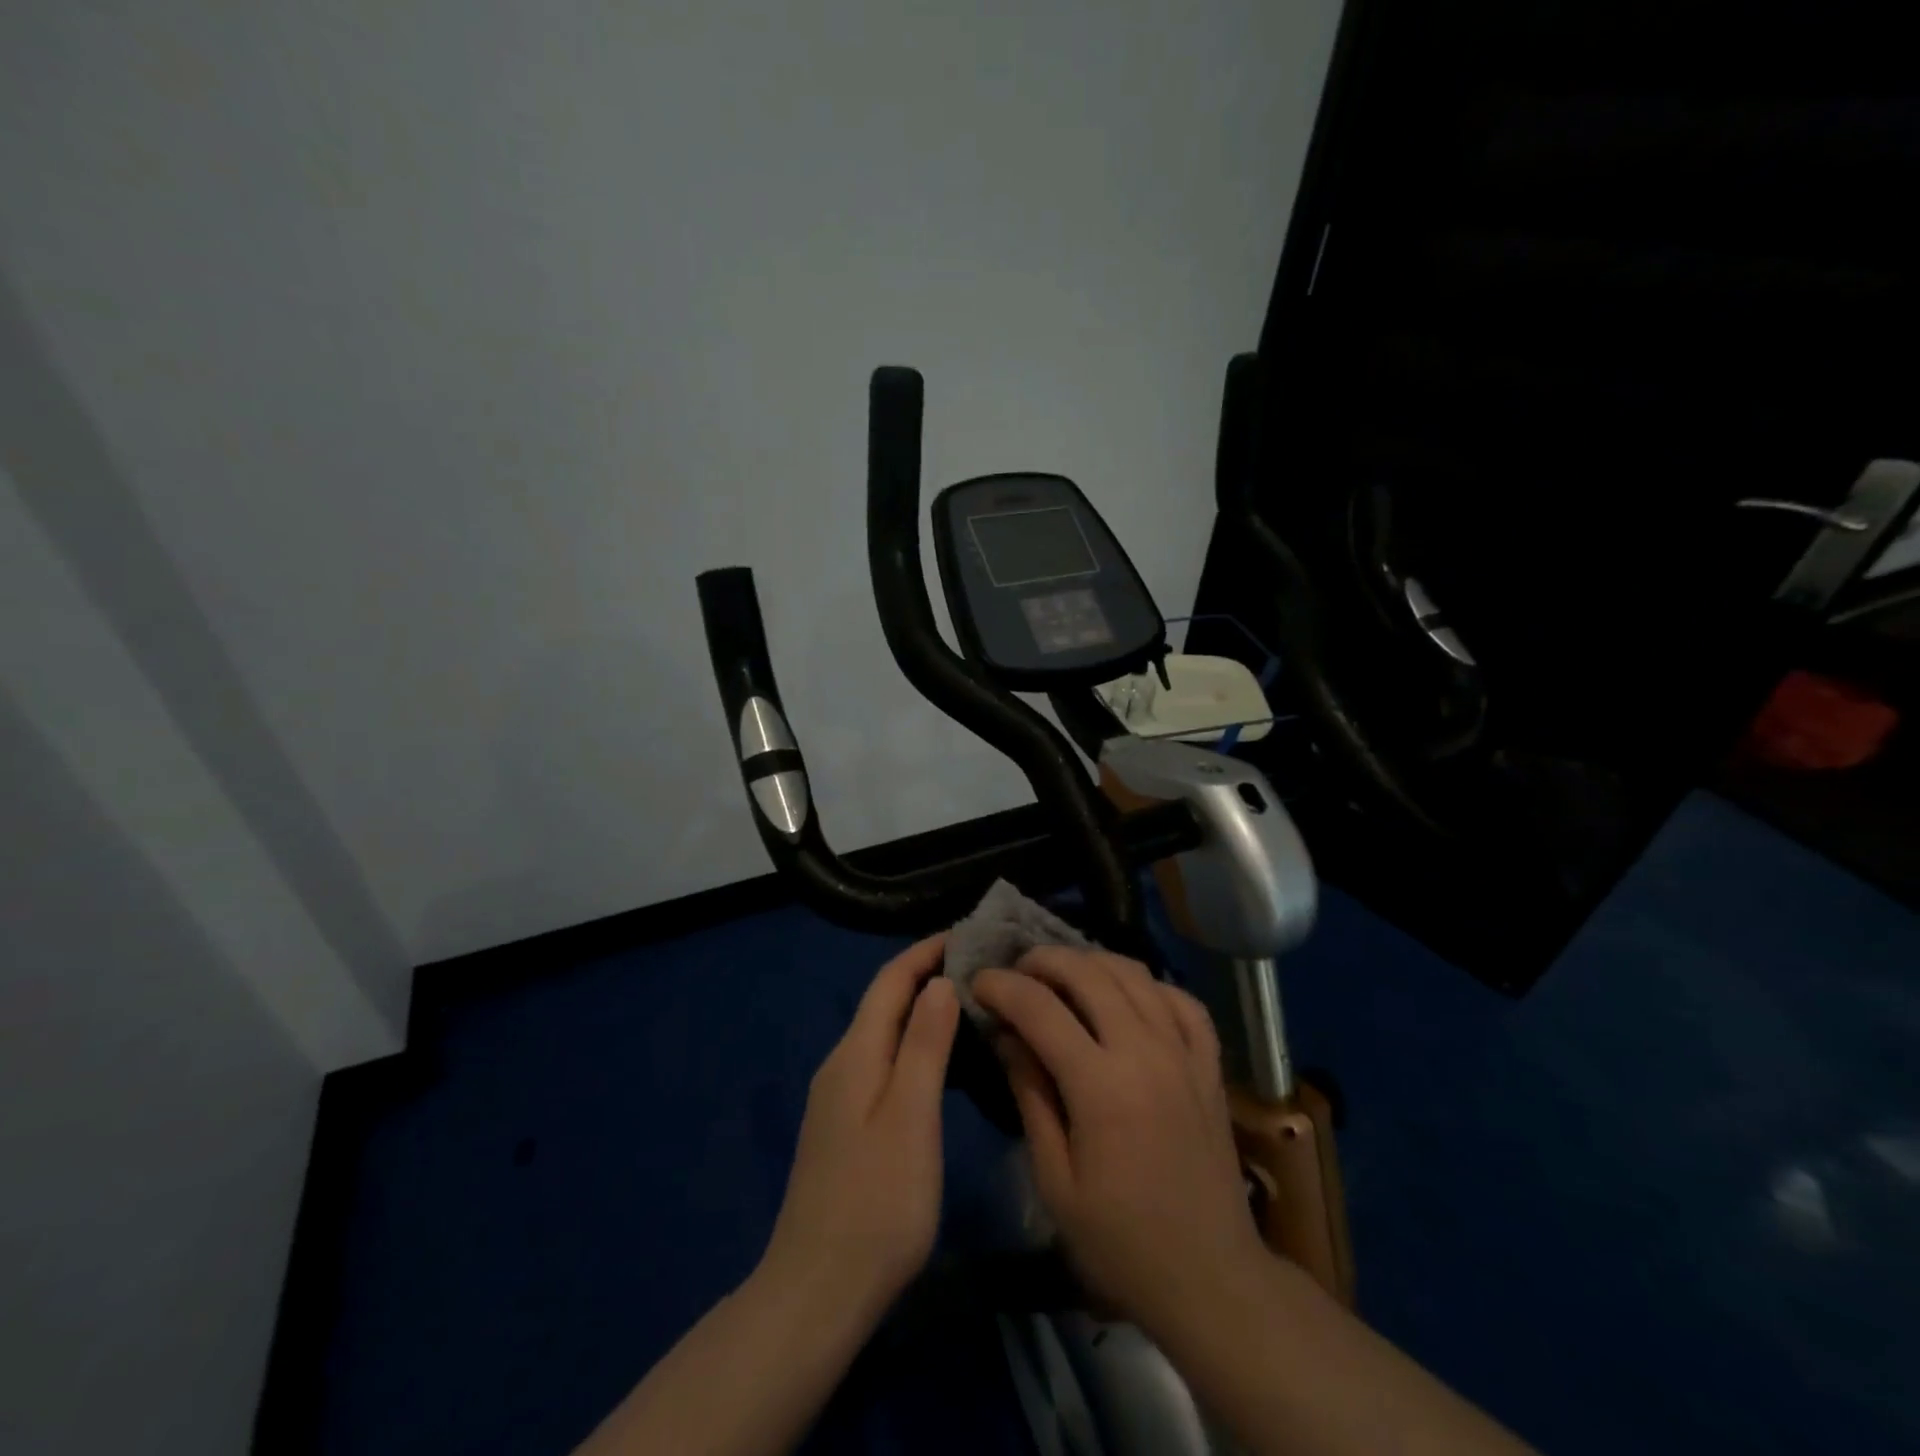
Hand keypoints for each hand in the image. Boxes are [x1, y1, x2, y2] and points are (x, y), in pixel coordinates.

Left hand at [759, 935, 959, 1322]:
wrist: (818, 1290)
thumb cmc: (877, 1201)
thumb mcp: (911, 1117)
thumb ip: (925, 1045)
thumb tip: (938, 982)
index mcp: (855, 1053)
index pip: (890, 980)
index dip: (925, 951)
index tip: (968, 933)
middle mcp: (841, 1064)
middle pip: (884, 1001)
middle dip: (925, 974)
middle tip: (979, 966)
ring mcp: (838, 1096)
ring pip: (883, 1031)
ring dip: (920, 1008)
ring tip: (968, 1002)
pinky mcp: (844, 1125)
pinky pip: (882, 1060)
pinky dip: (912, 1042)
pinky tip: (938, 1059)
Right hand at [973, 946, 1264, 1344]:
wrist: (1210, 1279)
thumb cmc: (1120, 1242)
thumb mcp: (1055, 1180)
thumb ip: (1030, 1095)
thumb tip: (1006, 1035)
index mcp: (1100, 1086)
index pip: (1040, 1008)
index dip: (1001, 987)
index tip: (977, 982)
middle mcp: (1144, 1052)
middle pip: (1088, 973)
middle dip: (1043, 960)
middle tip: (1015, 970)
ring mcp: (1183, 1052)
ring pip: (1134, 974)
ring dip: (1090, 961)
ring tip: (1062, 972)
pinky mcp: (1209, 1064)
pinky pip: (1181, 999)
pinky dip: (1148, 984)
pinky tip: (1127, 994)